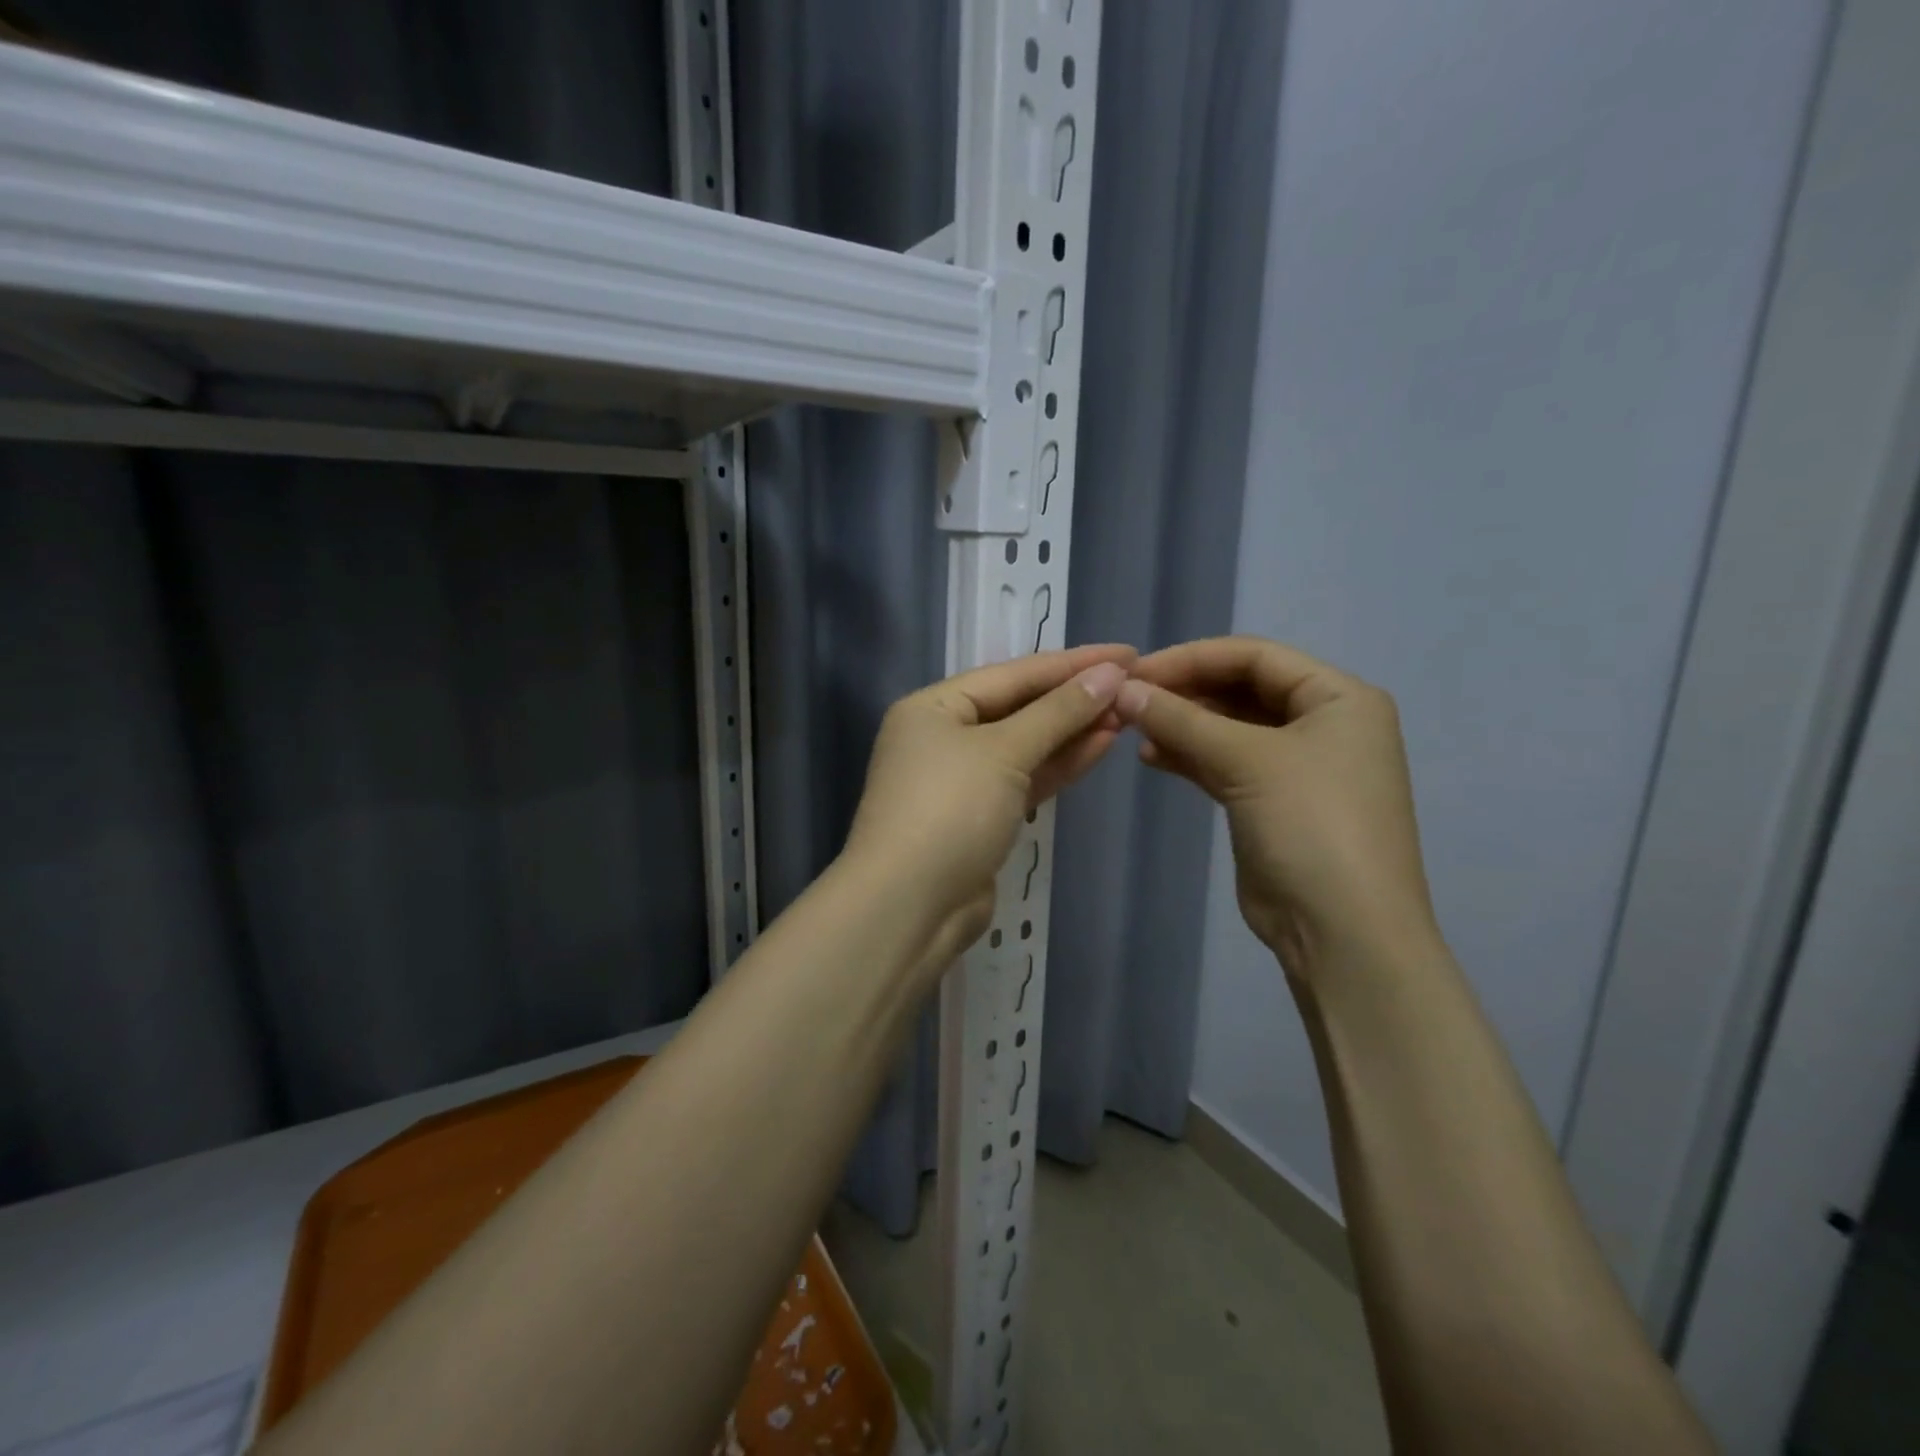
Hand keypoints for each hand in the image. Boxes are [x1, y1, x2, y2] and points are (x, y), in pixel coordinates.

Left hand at [843, 644, 1135, 957]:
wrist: (909, 907)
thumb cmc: (949, 811)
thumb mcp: (1004, 752)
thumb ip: (1058, 713)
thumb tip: (1109, 674)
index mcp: (933, 708)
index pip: (1013, 674)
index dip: (1072, 662)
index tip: (1127, 654)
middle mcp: (943, 737)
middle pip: (1018, 707)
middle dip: (1074, 698)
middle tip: (1133, 685)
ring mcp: (961, 780)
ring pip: (1025, 745)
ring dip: (1072, 730)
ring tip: (1126, 712)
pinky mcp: (980, 817)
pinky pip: (1025, 778)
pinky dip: (1059, 764)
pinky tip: (1101, 745)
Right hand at [1115, 636, 1436, 977]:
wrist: (1342, 931)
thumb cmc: (1310, 826)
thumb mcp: (1247, 761)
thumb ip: (1182, 720)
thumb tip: (1123, 690)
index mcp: (1339, 698)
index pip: (1256, 657)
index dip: (1193, 658)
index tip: (1136, 671)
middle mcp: (1324, 724)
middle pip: (1242, 689)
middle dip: (1185, 692)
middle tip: (1128, 700)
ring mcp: (1299, 766)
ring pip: (1230, 728)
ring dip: (1183, 725)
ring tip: (1133, 729)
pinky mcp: (1273, 802)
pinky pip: (1226, 763)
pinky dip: (1190, 756)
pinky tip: (1152, 756)